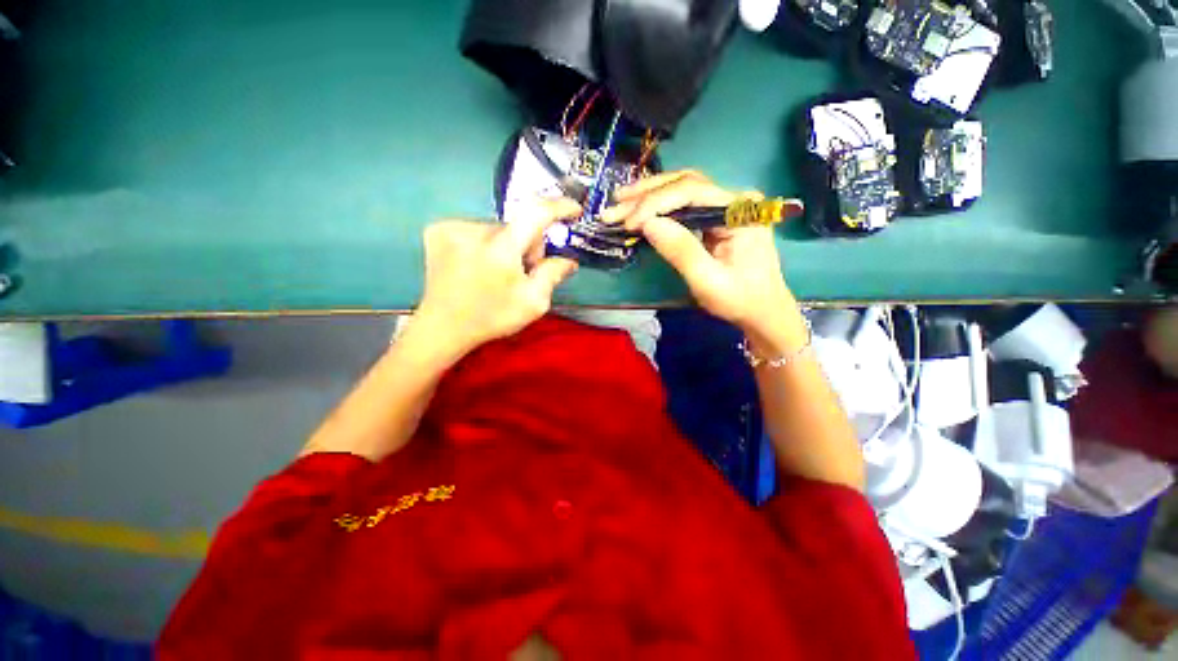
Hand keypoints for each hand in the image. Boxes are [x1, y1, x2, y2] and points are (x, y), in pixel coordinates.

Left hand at [413, 198, 580, 357]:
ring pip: (497, 228)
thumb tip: (568, 260)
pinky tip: (478, 265)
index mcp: (500, 250)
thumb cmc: (491, 318)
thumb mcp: (533, 303)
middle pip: (517, 226)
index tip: (574, 209)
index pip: (535, 213)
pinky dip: (486, 244)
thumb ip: (552, 275)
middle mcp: (473, 231)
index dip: (558, 207)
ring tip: (498, 272)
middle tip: (524, 271)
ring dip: (506, 245)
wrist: (443, 327)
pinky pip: (476, 229)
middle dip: (527, 245)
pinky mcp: (438, 230)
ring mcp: (451, 228)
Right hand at [601, 171, 804, 348]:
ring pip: (682, 189)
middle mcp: (735, 199)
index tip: (628, 223)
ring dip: (649, 195)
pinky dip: (659, 205)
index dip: (655, 203)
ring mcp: (726, 206)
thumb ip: (680, 250)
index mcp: (740, 210)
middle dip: (647, 194)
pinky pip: (684, 203)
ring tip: (620, 201)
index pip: (691, 192)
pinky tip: (640, 208)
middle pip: (685, 183)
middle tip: (615, 205)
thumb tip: (647, 223)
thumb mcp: (708, 281)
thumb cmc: (739, 300)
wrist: (762, 311)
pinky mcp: (716, 217)